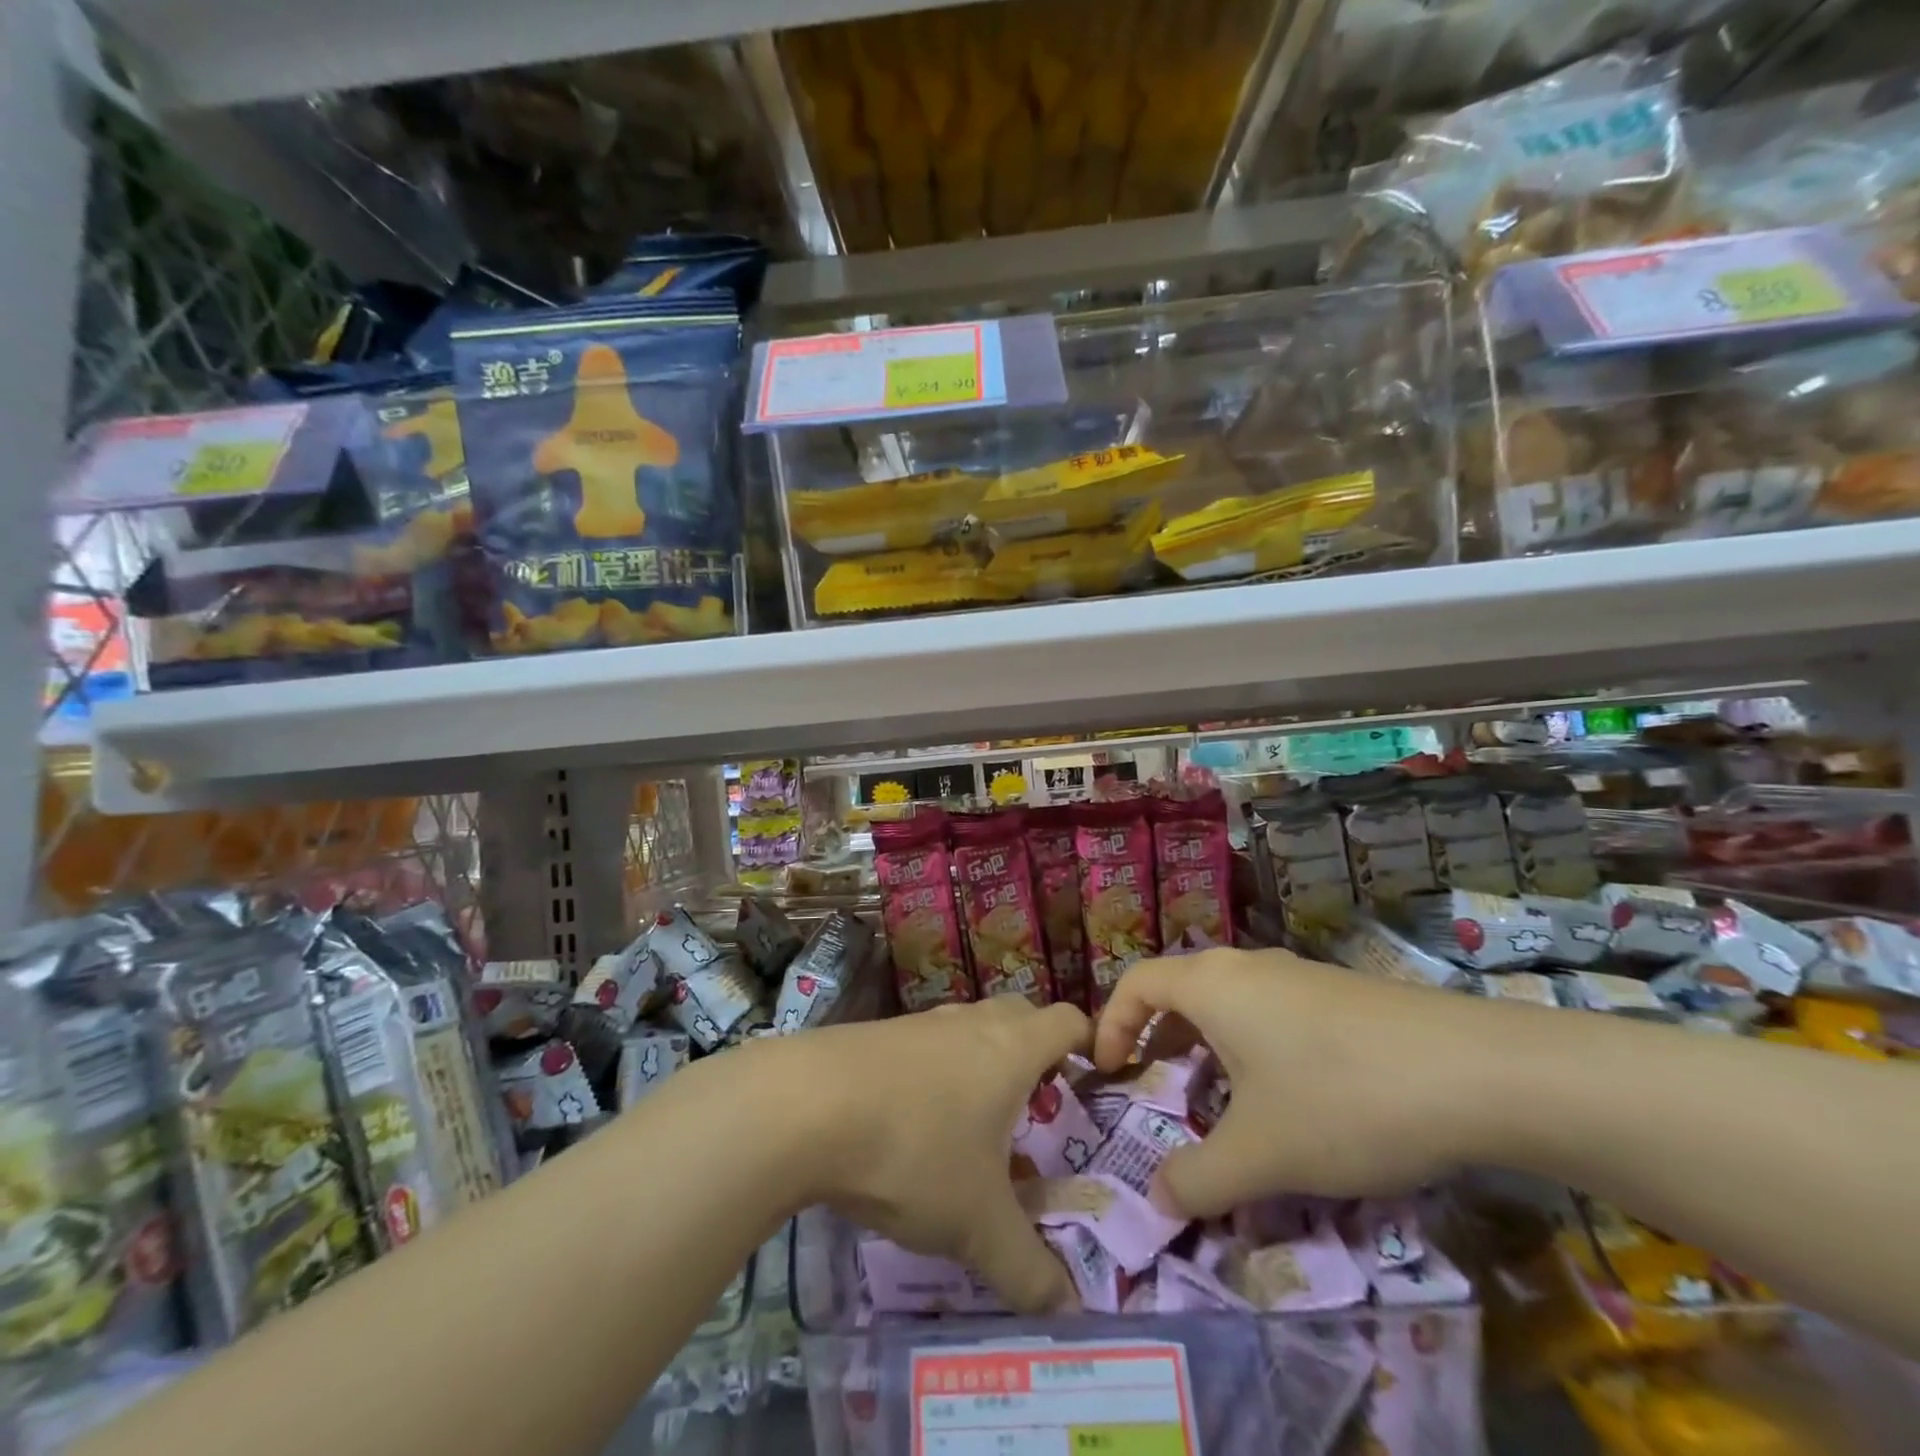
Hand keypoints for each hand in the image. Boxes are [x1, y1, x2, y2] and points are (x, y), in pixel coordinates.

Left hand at [793, 996, 1091, 1313]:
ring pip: (969, 1031)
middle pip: (1020, 1017)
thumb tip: (1067, 1311)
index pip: (1067, 1020)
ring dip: (982, 1066)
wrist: (805, 1105)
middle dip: (1036, 1054)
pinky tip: (913, 1125)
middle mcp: (970, 1023)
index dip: (1089, 1042)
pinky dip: (936, 1076)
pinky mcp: (876, 1036)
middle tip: (1039, 1108)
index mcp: (1011, 1048)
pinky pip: (926, 1048)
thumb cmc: (914, 1150)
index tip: (1095, 1079)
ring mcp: (920, 1024)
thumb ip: (1027, 1269)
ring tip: (977, 1125)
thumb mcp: (976, 1224)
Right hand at [1092, 947, 1502, 1216]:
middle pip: (1182, 990)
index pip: (1136, 983)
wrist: (1477, 1072)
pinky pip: (1272, 1012)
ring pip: (1231, 1003)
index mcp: (1211, 984)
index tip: (1110, 1073)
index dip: (1112, 1025)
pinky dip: (1255, 1047)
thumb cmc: (1341, 1099)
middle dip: (1160, 1040)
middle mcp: (1247, 966)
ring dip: (1210, 1046)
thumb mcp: (1261, 1153)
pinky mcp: (1341, 994)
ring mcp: (1298, 975)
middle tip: (1162, 1090)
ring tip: (1224, 1100)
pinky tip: (1293, 1097)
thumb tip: (1157, 1199)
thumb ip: (1198, 1179)